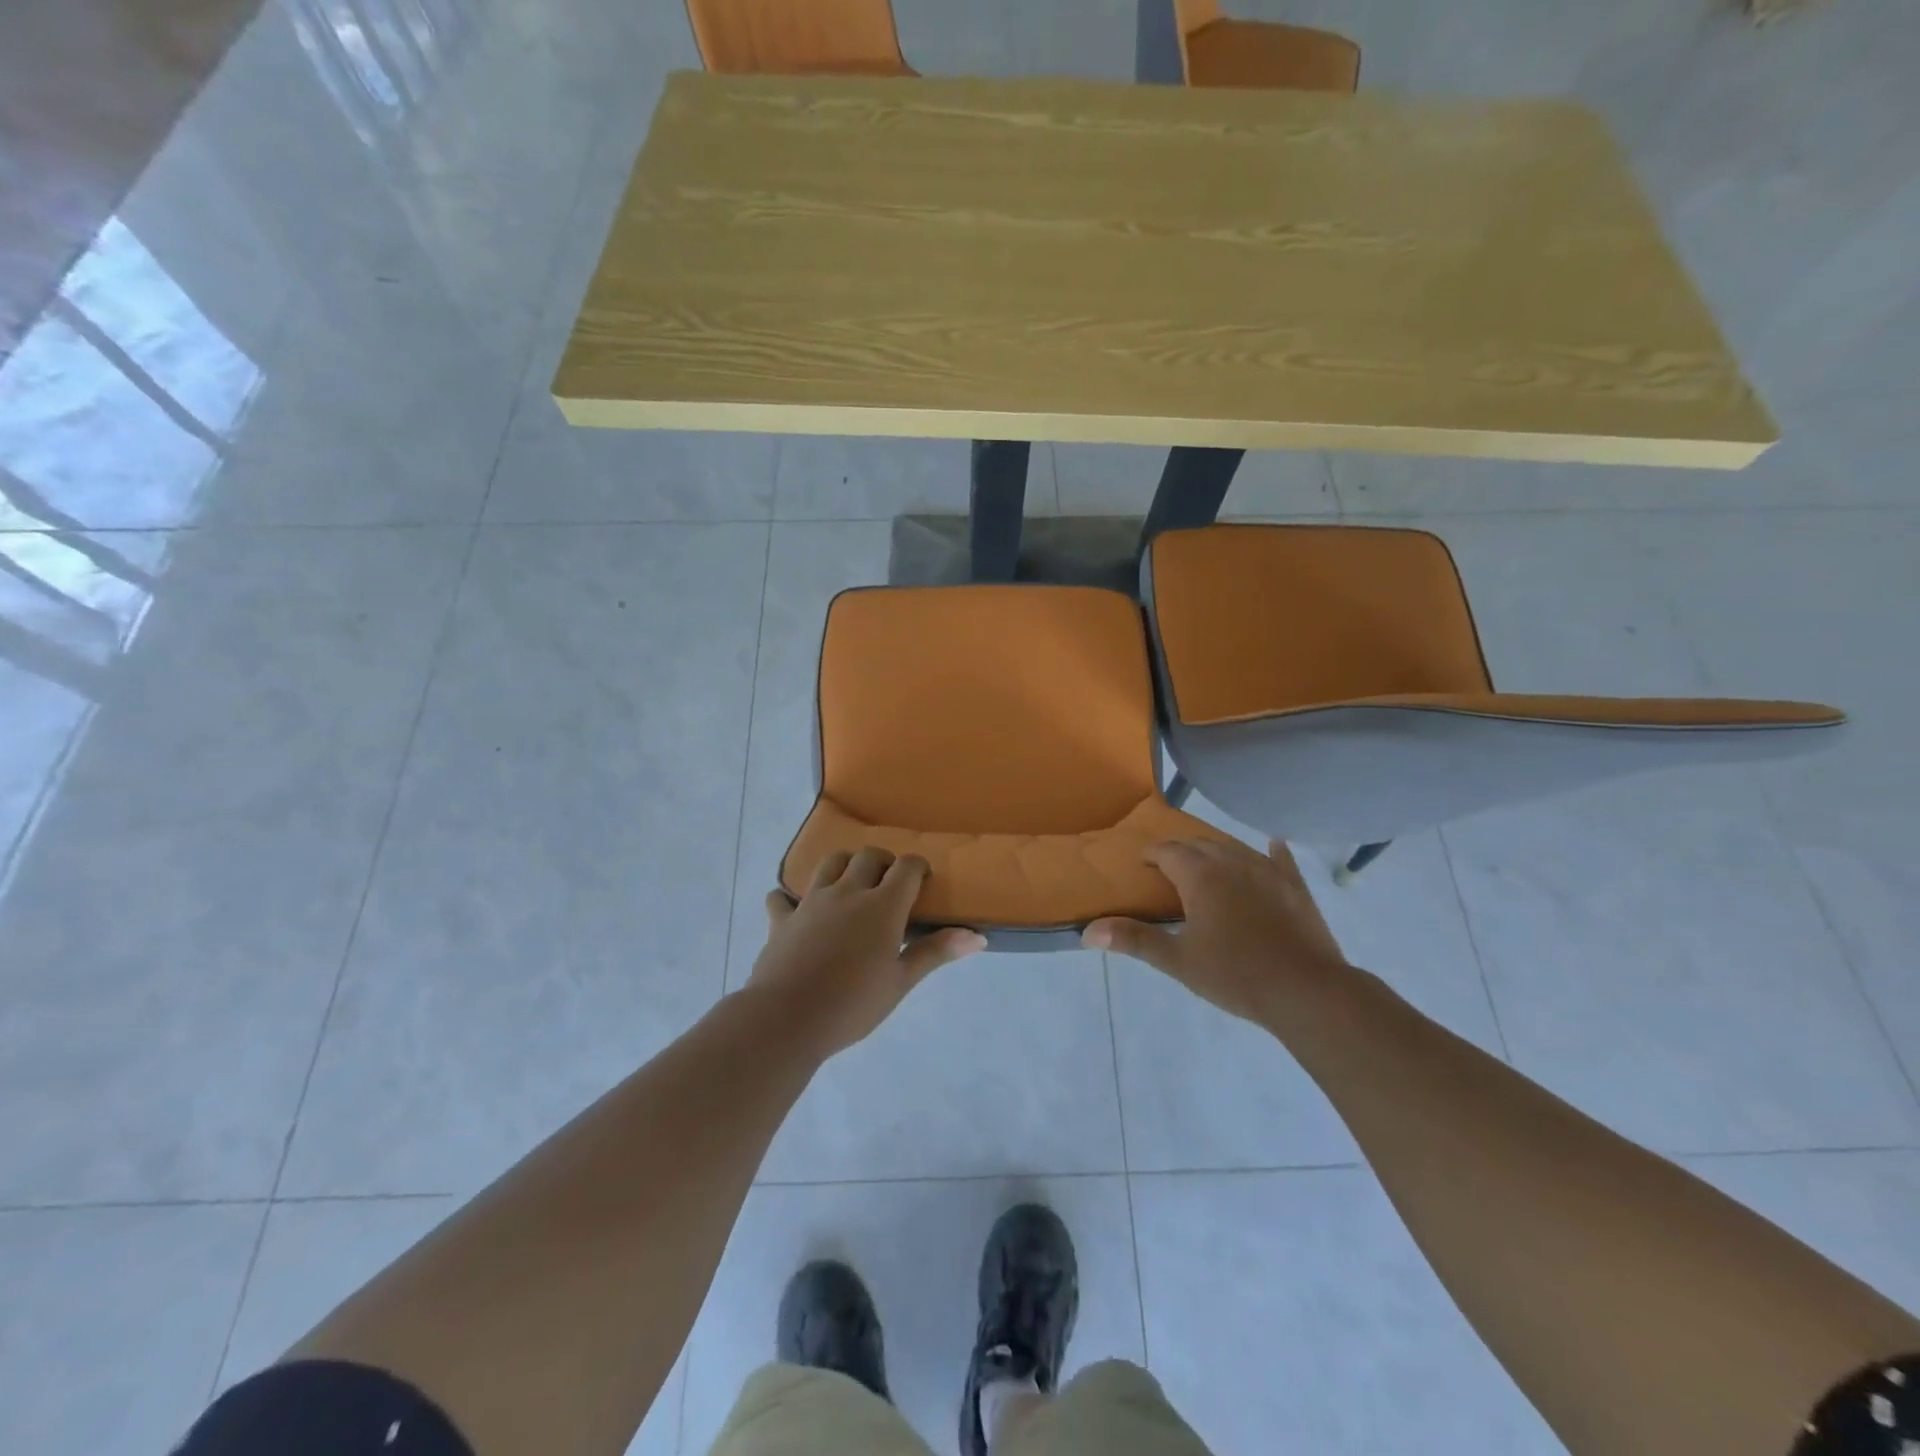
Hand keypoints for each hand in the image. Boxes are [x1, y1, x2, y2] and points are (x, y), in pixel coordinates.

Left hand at [749, 848, 985, 1056]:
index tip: (923, 881)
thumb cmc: (853, 1003)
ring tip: (851, 885)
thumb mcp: (901, 981)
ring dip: (844, 866)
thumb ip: (935, 952)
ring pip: (830, 863)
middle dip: (884, 862)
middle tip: (890, 885)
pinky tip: (796, 910)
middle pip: (869, 857)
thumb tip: (977, 936)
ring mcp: (811, 901)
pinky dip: (790, 898)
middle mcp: (847, 892)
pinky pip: (782, 897)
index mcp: (882, 905)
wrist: (786, 1018)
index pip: (907, 867)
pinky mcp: (782, 918)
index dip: (918, 868)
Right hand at [1082, 838, 1349, 1024]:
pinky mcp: (1296, 888)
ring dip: (1216, 852)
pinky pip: (1281, 860)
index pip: (1168, 851)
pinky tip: (1273, 845)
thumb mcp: (1178, 960)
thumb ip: (1134, 940)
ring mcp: (1269, 872)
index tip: (1141, 864)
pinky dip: (1272, 852)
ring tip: (1206, 865)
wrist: (1307, 992)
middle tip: (1168, 869)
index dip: (1152, 854)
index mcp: (1201, 876)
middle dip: (1181, 852)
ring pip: (1235, 849)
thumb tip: (1087, 932)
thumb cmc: (1235, 974)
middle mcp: (1233, 862)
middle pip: (1200, 845)